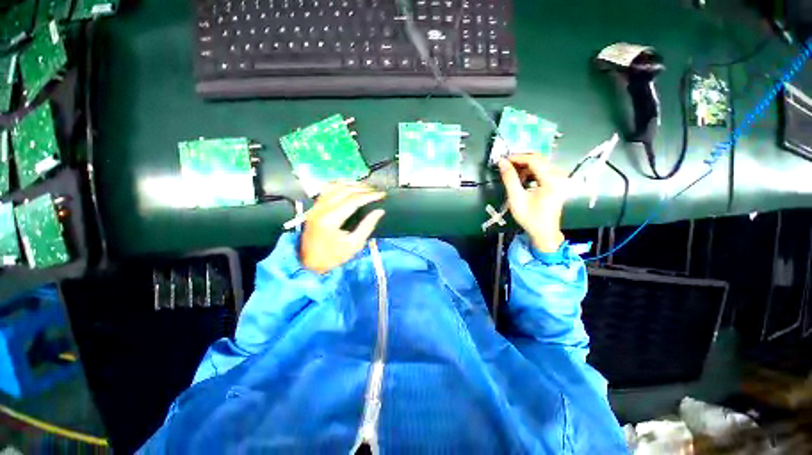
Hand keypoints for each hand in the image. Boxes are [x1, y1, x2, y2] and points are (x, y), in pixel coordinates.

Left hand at [300, 183, 385, 273]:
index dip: (370, 196)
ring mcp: (316, 207)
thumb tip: (379, 211)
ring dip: (352, 184)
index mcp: (331, 219)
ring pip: (335, 187)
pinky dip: (339, 185)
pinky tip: (348, 186)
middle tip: (376, 190)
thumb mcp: (354, 244)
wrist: (308, 263)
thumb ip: (367, 226)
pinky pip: (327, 190)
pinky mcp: (314, 208)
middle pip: (345, 190)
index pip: (354, 200)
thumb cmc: (333, 257)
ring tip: (366, 186)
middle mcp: (321, 209)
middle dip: (363, 188)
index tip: (382, 194)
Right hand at [498, 155, 567, 252]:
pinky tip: (522, 179)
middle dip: (520, 161)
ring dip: (525, 166)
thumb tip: (502, 162)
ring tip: (512, 173)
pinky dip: (531, 171)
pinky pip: (543, 170)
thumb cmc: (530, 217)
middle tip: (505, 166)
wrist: (544, 232)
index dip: (517, 157)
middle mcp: (559, 176)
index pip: (534, 160)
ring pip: (541, 164)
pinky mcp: (557, 182)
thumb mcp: (516, 198)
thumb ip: (509, 178)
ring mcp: (559, 179)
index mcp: (551, 180)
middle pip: (539, 159)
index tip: (503, 160)